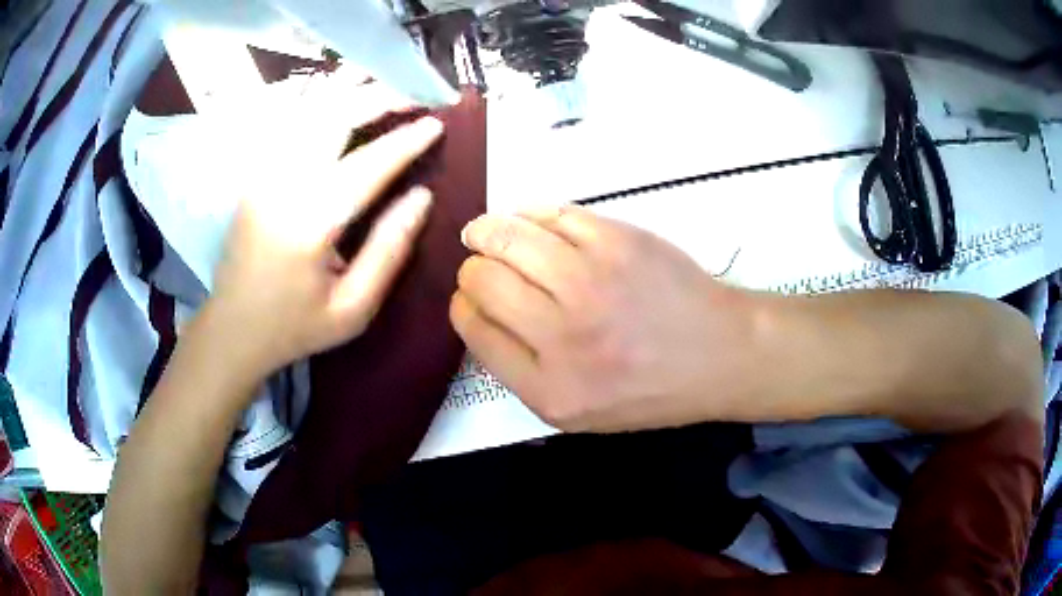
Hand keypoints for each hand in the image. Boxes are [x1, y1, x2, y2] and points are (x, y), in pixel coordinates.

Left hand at [206, 113, 443, 380]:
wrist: (232, 329)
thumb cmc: (294, 326)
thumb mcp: (353, 309)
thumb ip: (389, 251)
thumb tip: (422, 198)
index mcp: (311, 222)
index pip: (369, 165)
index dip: (406, 141)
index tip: (437, 123)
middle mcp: (283, 185)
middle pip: (334, 118)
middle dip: (379, 97)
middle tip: (415, 93)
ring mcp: (263, 174)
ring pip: (309, 111)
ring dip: (349, 92)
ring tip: (383, 85)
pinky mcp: (255, 174)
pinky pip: (288, 122)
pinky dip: (318, 102)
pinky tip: (338, 97)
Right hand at [450, 206, 760, 432]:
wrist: (718, 354)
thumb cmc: (650, 389)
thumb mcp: (578, 411)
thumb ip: (522, 370)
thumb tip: (479, 312)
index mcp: (549, 388)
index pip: (473, 327)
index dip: (464, 304)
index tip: (473, 297)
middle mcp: (563, 336)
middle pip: (482, 280)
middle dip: (472, 268)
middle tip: (482, 263)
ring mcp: (591, 281)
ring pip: (507, 237)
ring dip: (487, 231)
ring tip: (486, 232)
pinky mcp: (616, 240)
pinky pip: (550, 213)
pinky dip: (528, 213)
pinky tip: (527, 220)